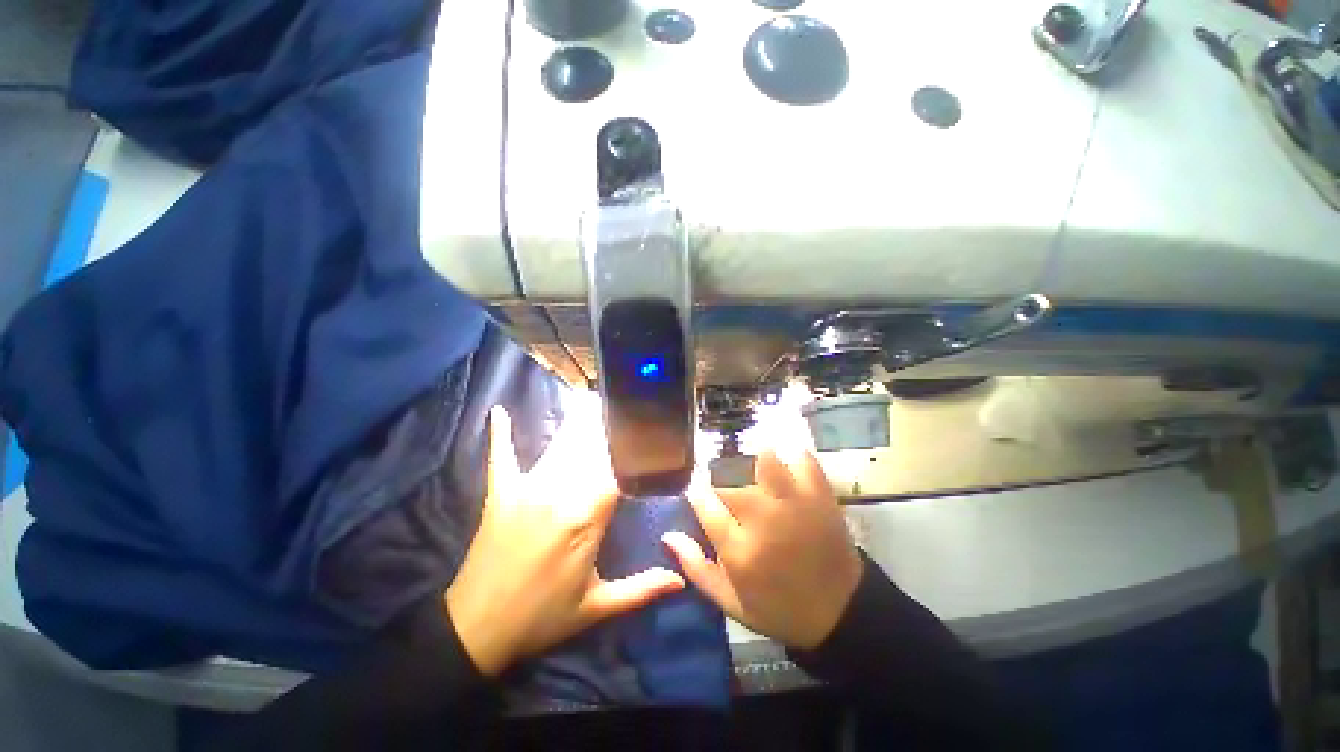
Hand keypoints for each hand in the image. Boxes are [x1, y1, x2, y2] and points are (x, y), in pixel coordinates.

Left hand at [445, 406, 684, 675]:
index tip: (649, 434)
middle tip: (624, 404)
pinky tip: (499, 412)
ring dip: (577, 423)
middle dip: (610, 428)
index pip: (619, 471)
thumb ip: (641, 589)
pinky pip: (502, 457)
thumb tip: (681, 579)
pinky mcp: (501, 493)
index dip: (635, 451)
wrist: (477, 629)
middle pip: (592, 451)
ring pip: (561, 447)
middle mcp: (559, 494)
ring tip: (591, 398)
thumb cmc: (542, 617)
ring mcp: (527, 489)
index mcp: (586, 519)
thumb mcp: (596, 607)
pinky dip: (501, 435)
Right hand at [662, 451, 861, 650]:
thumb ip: (695, 567)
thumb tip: (667, 535)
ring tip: (751, 469)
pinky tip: (784, 462)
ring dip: (752, 460)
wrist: (840, 613)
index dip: (696, 492)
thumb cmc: (778, 608)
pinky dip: (791, 456)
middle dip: (718, 477)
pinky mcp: (819, 496)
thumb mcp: (730, 601)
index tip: (697, 493)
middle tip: (724, 485)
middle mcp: (763, 520)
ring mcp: (794, 504)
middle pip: (728, 478)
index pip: (703, 502)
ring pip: (764, 460)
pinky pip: (802, 460)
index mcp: (738, 550)